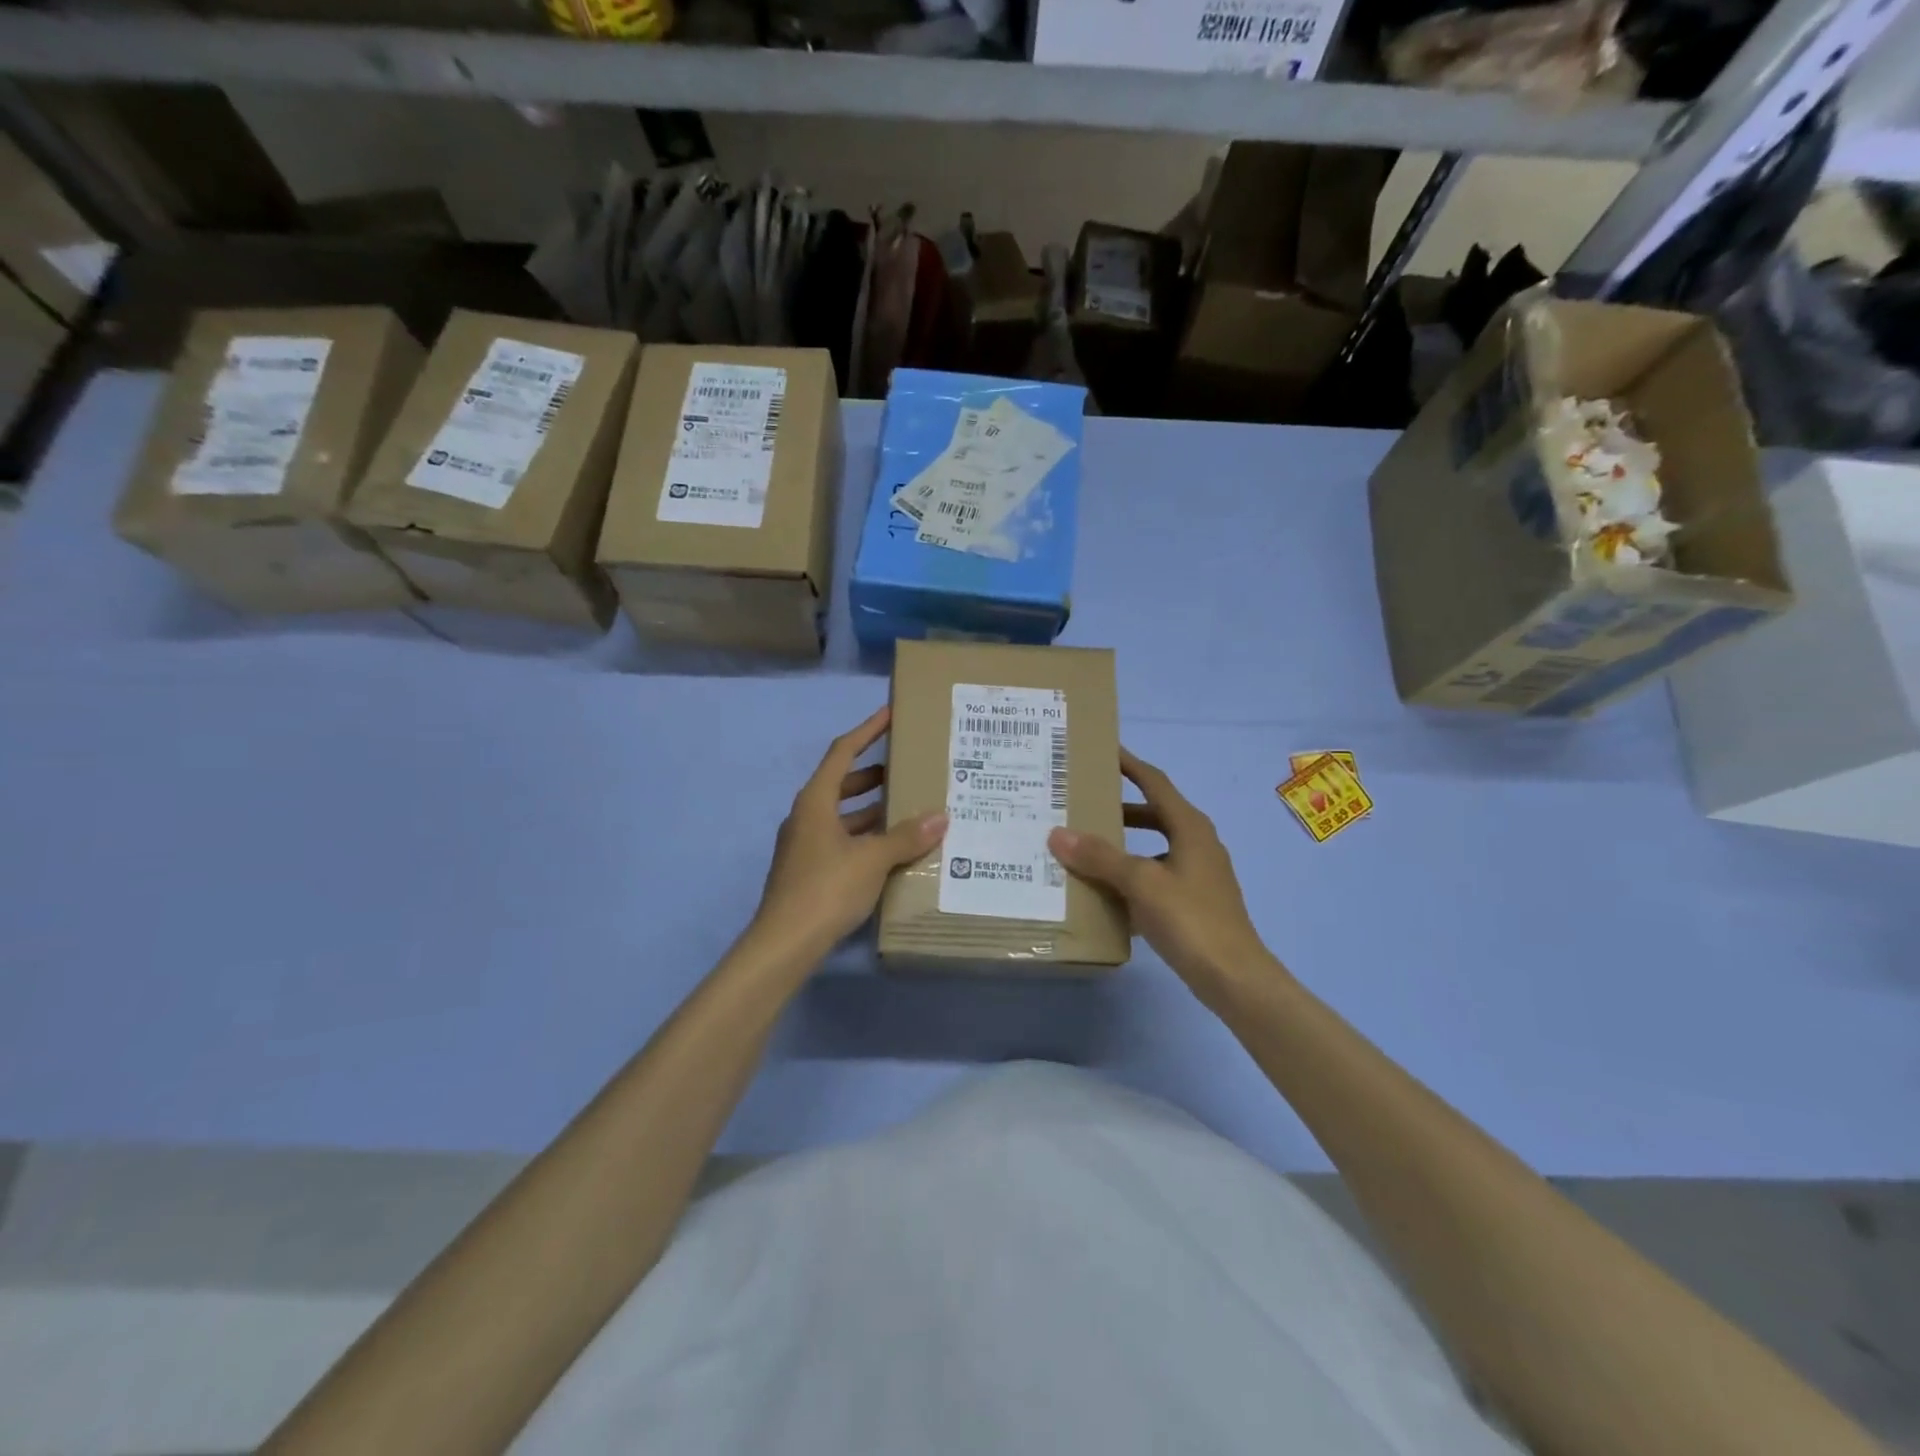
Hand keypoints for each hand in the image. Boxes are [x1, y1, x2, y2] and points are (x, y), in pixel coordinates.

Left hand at [752, 706, 947, 958]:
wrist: (785, 944)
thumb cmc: (826, 889)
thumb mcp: (873, 859)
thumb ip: (907, 836)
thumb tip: (941, 817)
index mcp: (815, 801)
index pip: (842, 752)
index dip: (867, 731)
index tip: (890, 714)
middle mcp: (806, 817)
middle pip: (841, 783)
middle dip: (873, 775)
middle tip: (907, 769)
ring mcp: (805, 845)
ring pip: (843, 816)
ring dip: (872, 810)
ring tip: (909, 809)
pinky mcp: (809, 871)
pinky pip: (843, 841)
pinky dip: (866, 838)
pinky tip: (893, 851)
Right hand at [1048, 749, 1277, 1001]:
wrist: (1233, 978)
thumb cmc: (1190, 919)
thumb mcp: (1140, 883)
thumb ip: (1100, 857)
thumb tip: (1058, 833)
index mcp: (1189, 826)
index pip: (1154, 782)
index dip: (1129, 764)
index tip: (1102, 750)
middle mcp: (1196, 842)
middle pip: (1152, 813)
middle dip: (1118, 808)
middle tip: (1081, 804)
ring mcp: (1197, 874)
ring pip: (1152, 847)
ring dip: (1122, 845)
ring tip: (1084, 848)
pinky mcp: (1193, 902)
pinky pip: (1155, 877)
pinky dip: (1131, 878)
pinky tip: (1104, 893)